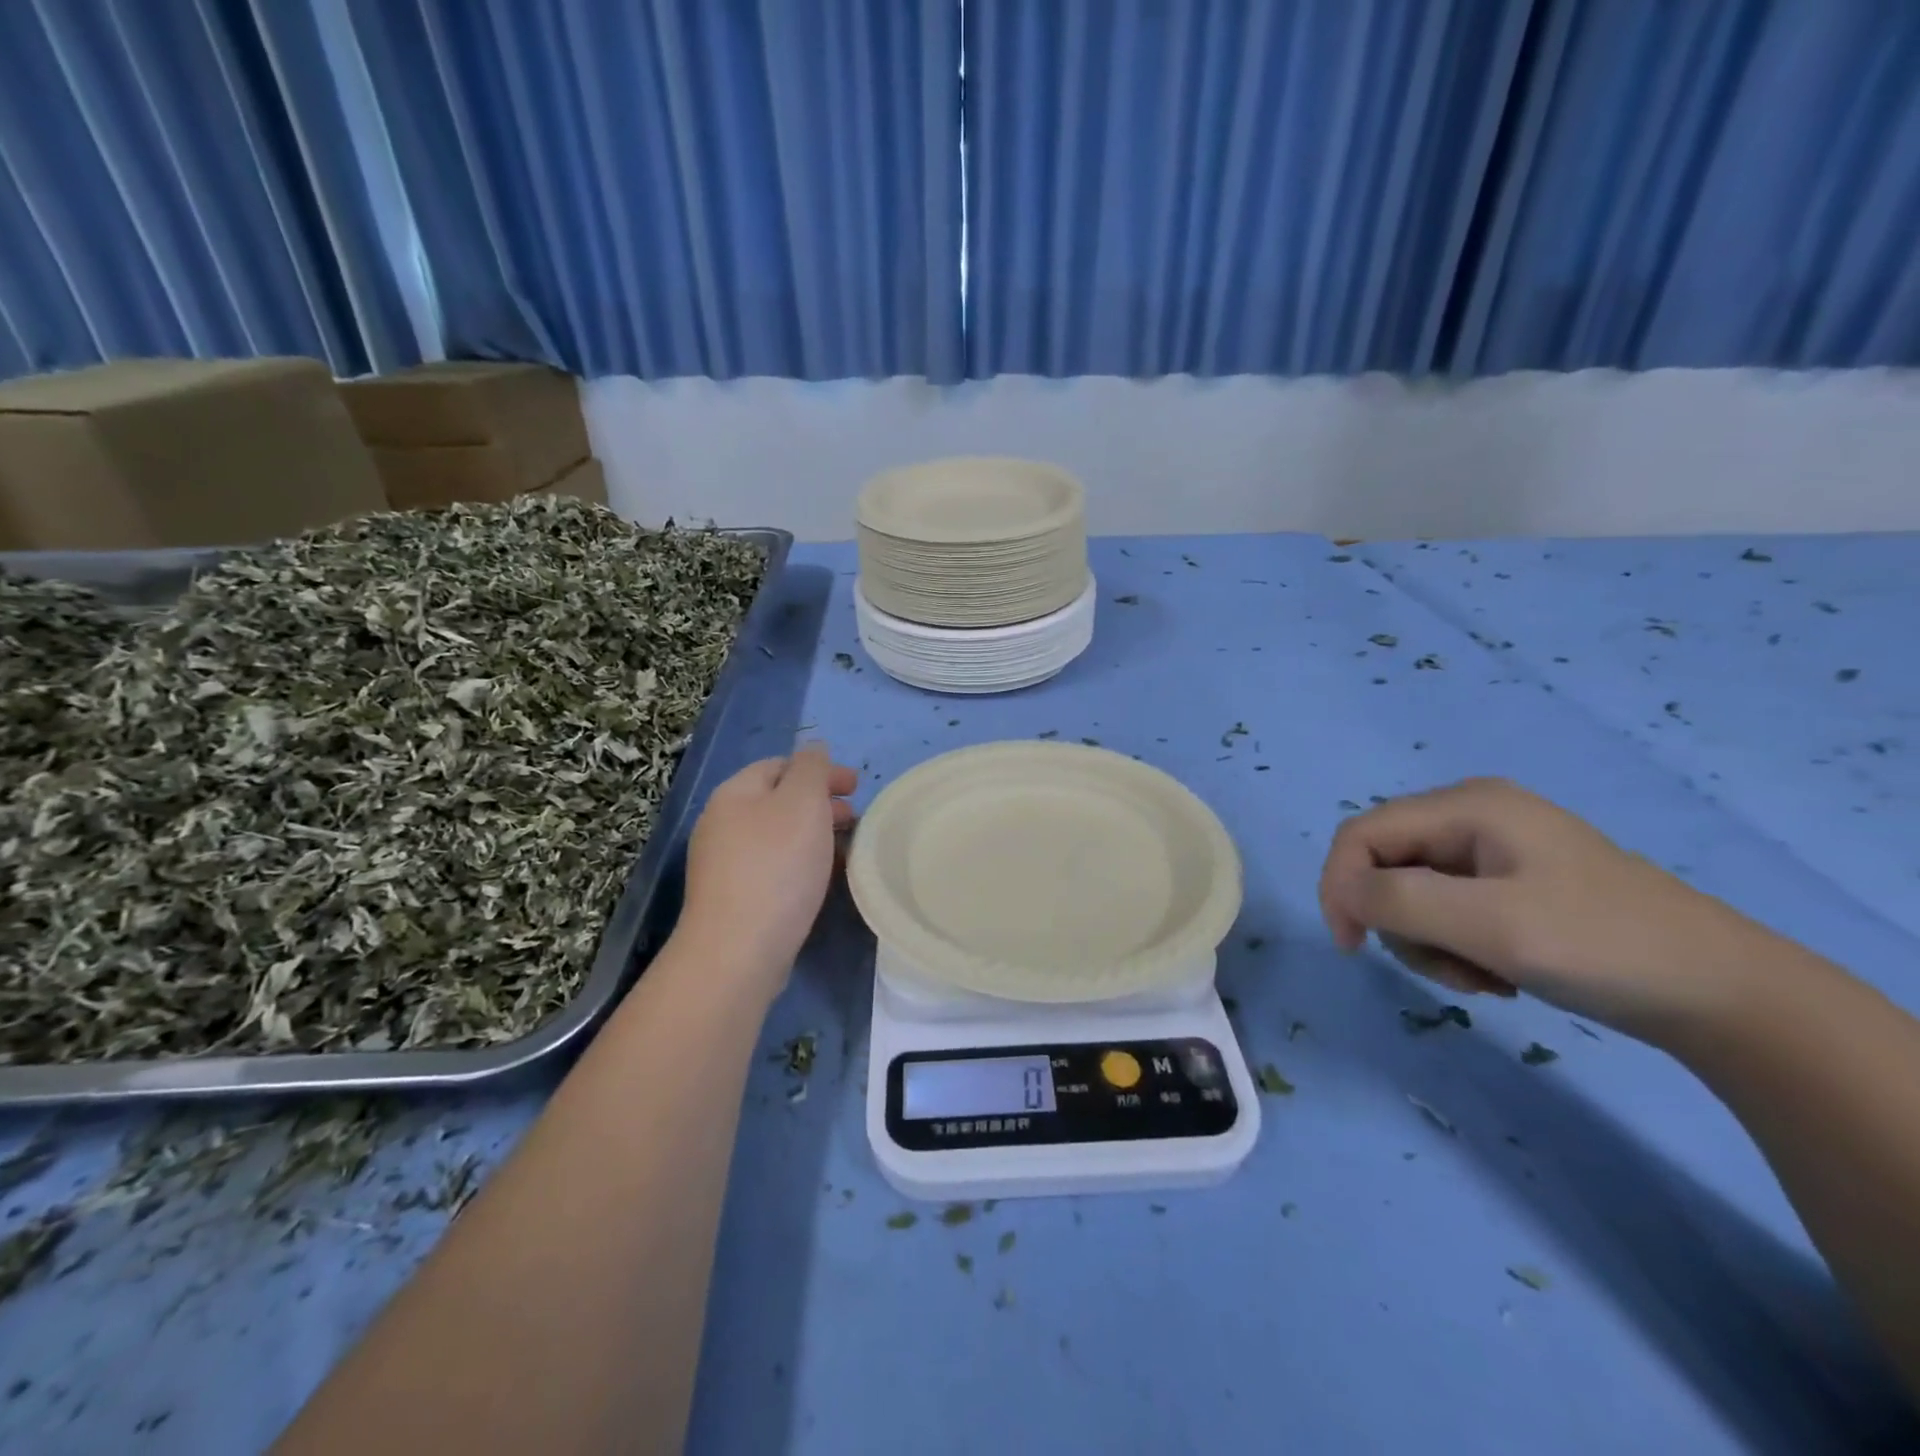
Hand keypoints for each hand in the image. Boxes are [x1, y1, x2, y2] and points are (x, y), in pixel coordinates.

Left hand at [678, 744, 857, 993]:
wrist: (738, 950)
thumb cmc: (776, 866)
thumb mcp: (802, 802)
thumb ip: (812, 768)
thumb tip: (813, 747)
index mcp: (735, 793)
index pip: (780, 765)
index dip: (820, 770)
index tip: (857, 787)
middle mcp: (722, 824)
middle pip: (778, 800)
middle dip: (820, 803)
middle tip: (856, 818)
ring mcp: (724, 865)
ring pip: (779, 836)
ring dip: (815, 835)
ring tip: (846, 850)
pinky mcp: (734, 899)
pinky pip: (774, 868)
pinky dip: (802, 864)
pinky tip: (823, 880)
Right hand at [1318, 777, 1750, 1037]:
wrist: (1726, 996)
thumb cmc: (1602, 947)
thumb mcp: (1491, 925)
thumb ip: (1399, 901)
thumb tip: (1343, 892)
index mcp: (1466, 805)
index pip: (1361, 835)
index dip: (1340, 886)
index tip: (1352, 947)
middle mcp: (1473, 815)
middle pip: (1386, 864)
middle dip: (1399, 922)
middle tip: (1446, 970)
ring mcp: (1495, 849)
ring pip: (1412, 892)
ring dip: (1429, 942)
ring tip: (1481, 977)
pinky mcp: (1512, 882)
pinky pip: (1448, 908)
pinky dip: (1456, 946)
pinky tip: (1497, 972)